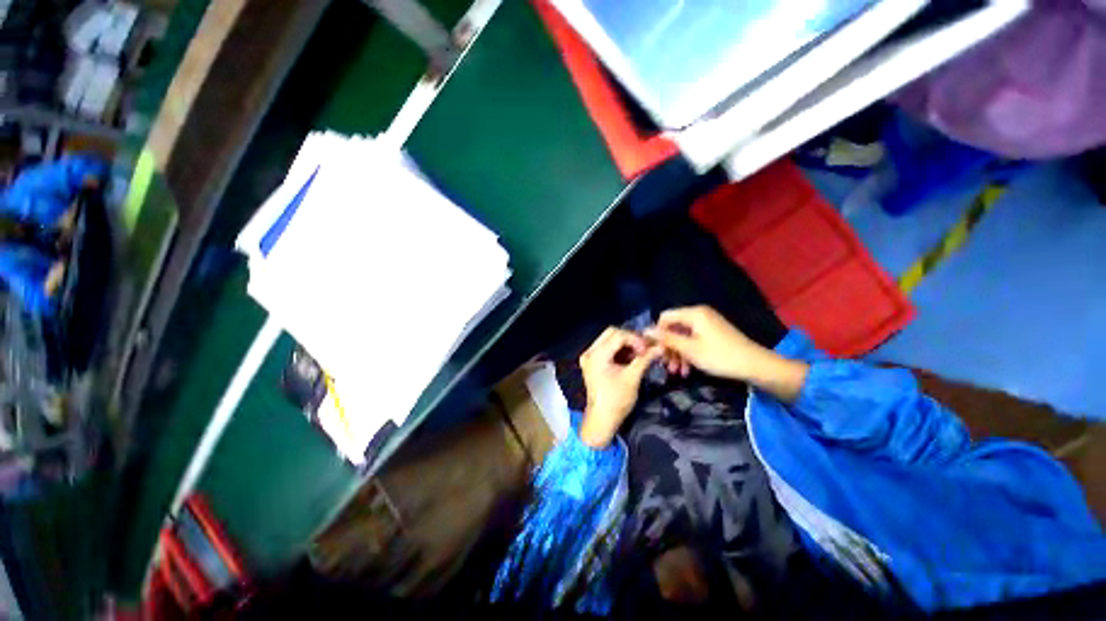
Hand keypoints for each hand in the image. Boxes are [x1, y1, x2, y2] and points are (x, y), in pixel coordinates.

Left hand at [579, 327, 661, 447]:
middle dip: (630, 339)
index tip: (649, 348)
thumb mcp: (632, 378)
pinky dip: (620, 350)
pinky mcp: (592, 362)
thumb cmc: (617, 400)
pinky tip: (631, 357)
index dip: (636, 339)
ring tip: (640, 353)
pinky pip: (607, 348)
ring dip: (626, 344)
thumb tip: (660, 346)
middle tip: (645, 348)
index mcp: (597, 355)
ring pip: (609, 339)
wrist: (602, 420)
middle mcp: (590, 352)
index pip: (618, 335)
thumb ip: (645, 359)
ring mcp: (589, 356)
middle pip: (612, 333)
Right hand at [645, 305, 762, 381]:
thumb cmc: (719, 356)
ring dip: (678, 353)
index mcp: (694, 313)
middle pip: (673, 327)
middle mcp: (699, 314)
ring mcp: (707, 324)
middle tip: (666, 366)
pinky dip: (688, 353)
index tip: (656, 351)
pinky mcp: (713, 334)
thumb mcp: (689, 349)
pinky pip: (693, 340)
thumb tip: (645, 331)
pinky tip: (687, 370)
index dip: (657, 333)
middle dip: (668, 347)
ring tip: (677, 372)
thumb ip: (666, 339)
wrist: (755, 366)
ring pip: (683, 336)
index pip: (665, 317)